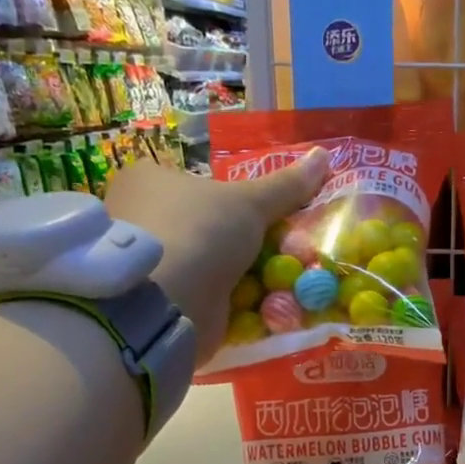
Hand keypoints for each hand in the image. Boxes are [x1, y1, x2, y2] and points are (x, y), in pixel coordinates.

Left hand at [106, 151, 326, 364]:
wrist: (167, 301)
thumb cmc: (199, 231)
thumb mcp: (250, 202)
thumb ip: (286, 185)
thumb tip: (324, 155)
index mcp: (148, 180)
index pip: (197, 184)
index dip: (235, 201)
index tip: (266, 218)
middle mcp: (140, 218)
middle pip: (207, 228)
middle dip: (244, 245)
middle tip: (282, 253)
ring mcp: (149, 264)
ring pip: (208, 266)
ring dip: (243, 278)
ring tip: (282, 283)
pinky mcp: (159, 302)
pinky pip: (205, 297)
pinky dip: (232, 304)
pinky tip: (263, 308)